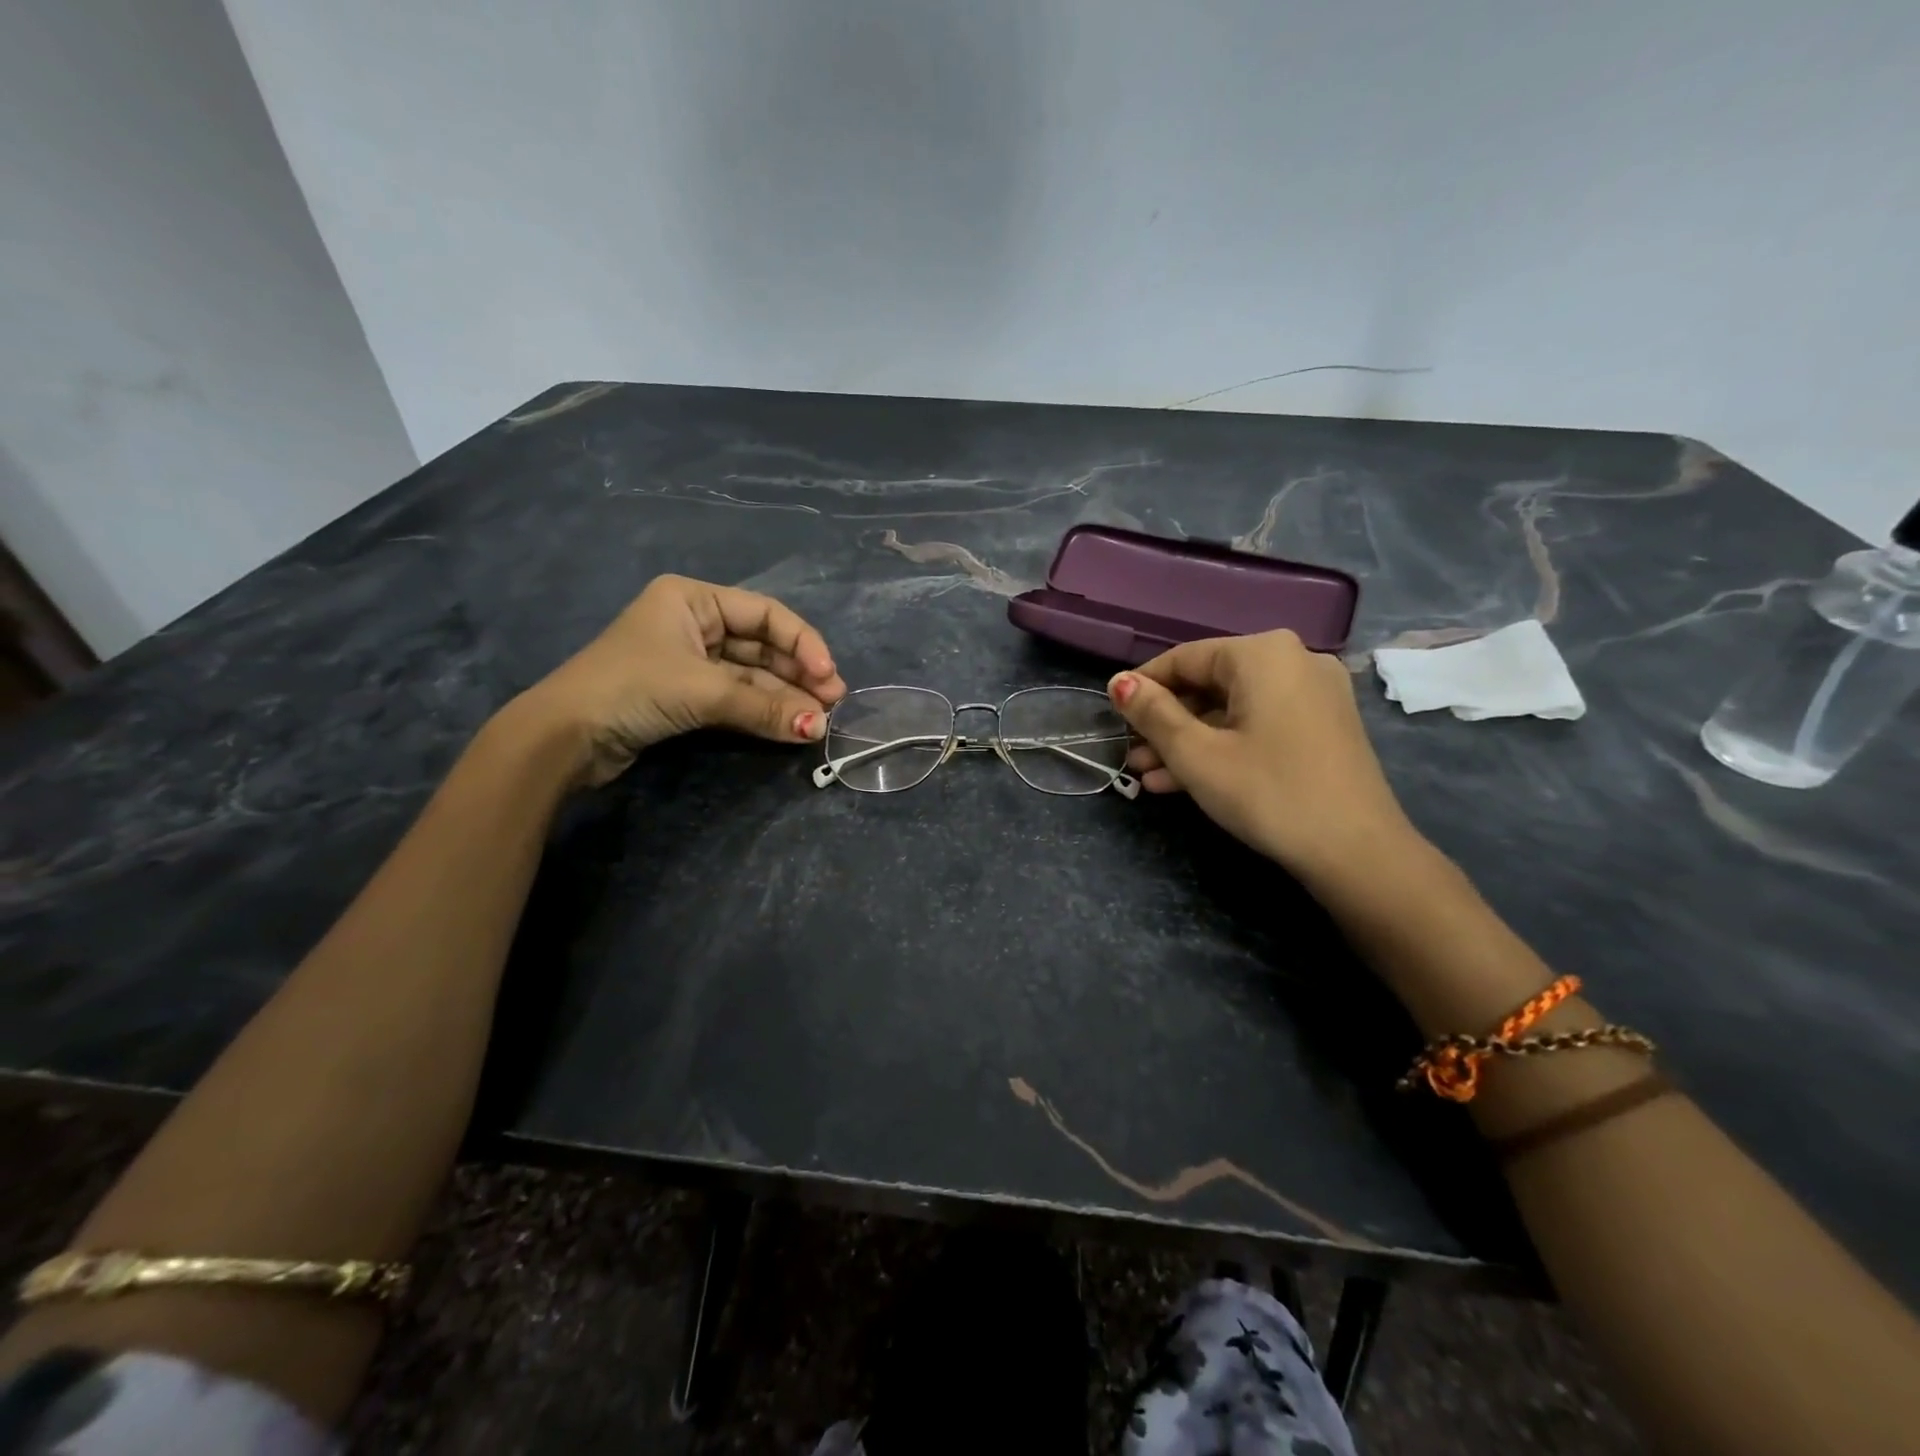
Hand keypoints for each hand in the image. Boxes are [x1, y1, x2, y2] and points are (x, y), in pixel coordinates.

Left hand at [515, 575, 847, 786]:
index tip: (828, 676)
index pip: (765, 614)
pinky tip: (791, 726)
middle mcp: (695, 623)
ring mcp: (690, 661)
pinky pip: (736, 698)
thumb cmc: (632, 688)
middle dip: (798, 675)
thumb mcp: (703, 691)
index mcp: (693, 599)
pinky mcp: (685, 696)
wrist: (563, 737)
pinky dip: (762, 711)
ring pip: (751, 676)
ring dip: (784, 698)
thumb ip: (764, 707)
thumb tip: (820, 729)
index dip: (803, 643)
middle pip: (762, 646)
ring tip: (818, 722)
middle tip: (833, 703)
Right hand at [1108, 630, 1420, 883]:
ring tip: (1148, 775)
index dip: (1142, 687)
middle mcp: (1293, 661)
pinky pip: (1258, 726)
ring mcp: (1313, 695)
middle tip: (1130, 755)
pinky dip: (1223, 747)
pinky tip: (1186, 781)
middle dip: (1165, 723)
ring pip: (1232, 710)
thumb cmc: (1267, 792)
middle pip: (1209, 685)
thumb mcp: (1196, 754)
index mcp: (1262, 654)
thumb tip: (1118, 683)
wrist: (1356, 852)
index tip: (1112, 717)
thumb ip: (1152, 713)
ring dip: (1188, 741)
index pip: (1184, 658)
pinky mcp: (1322, 727)